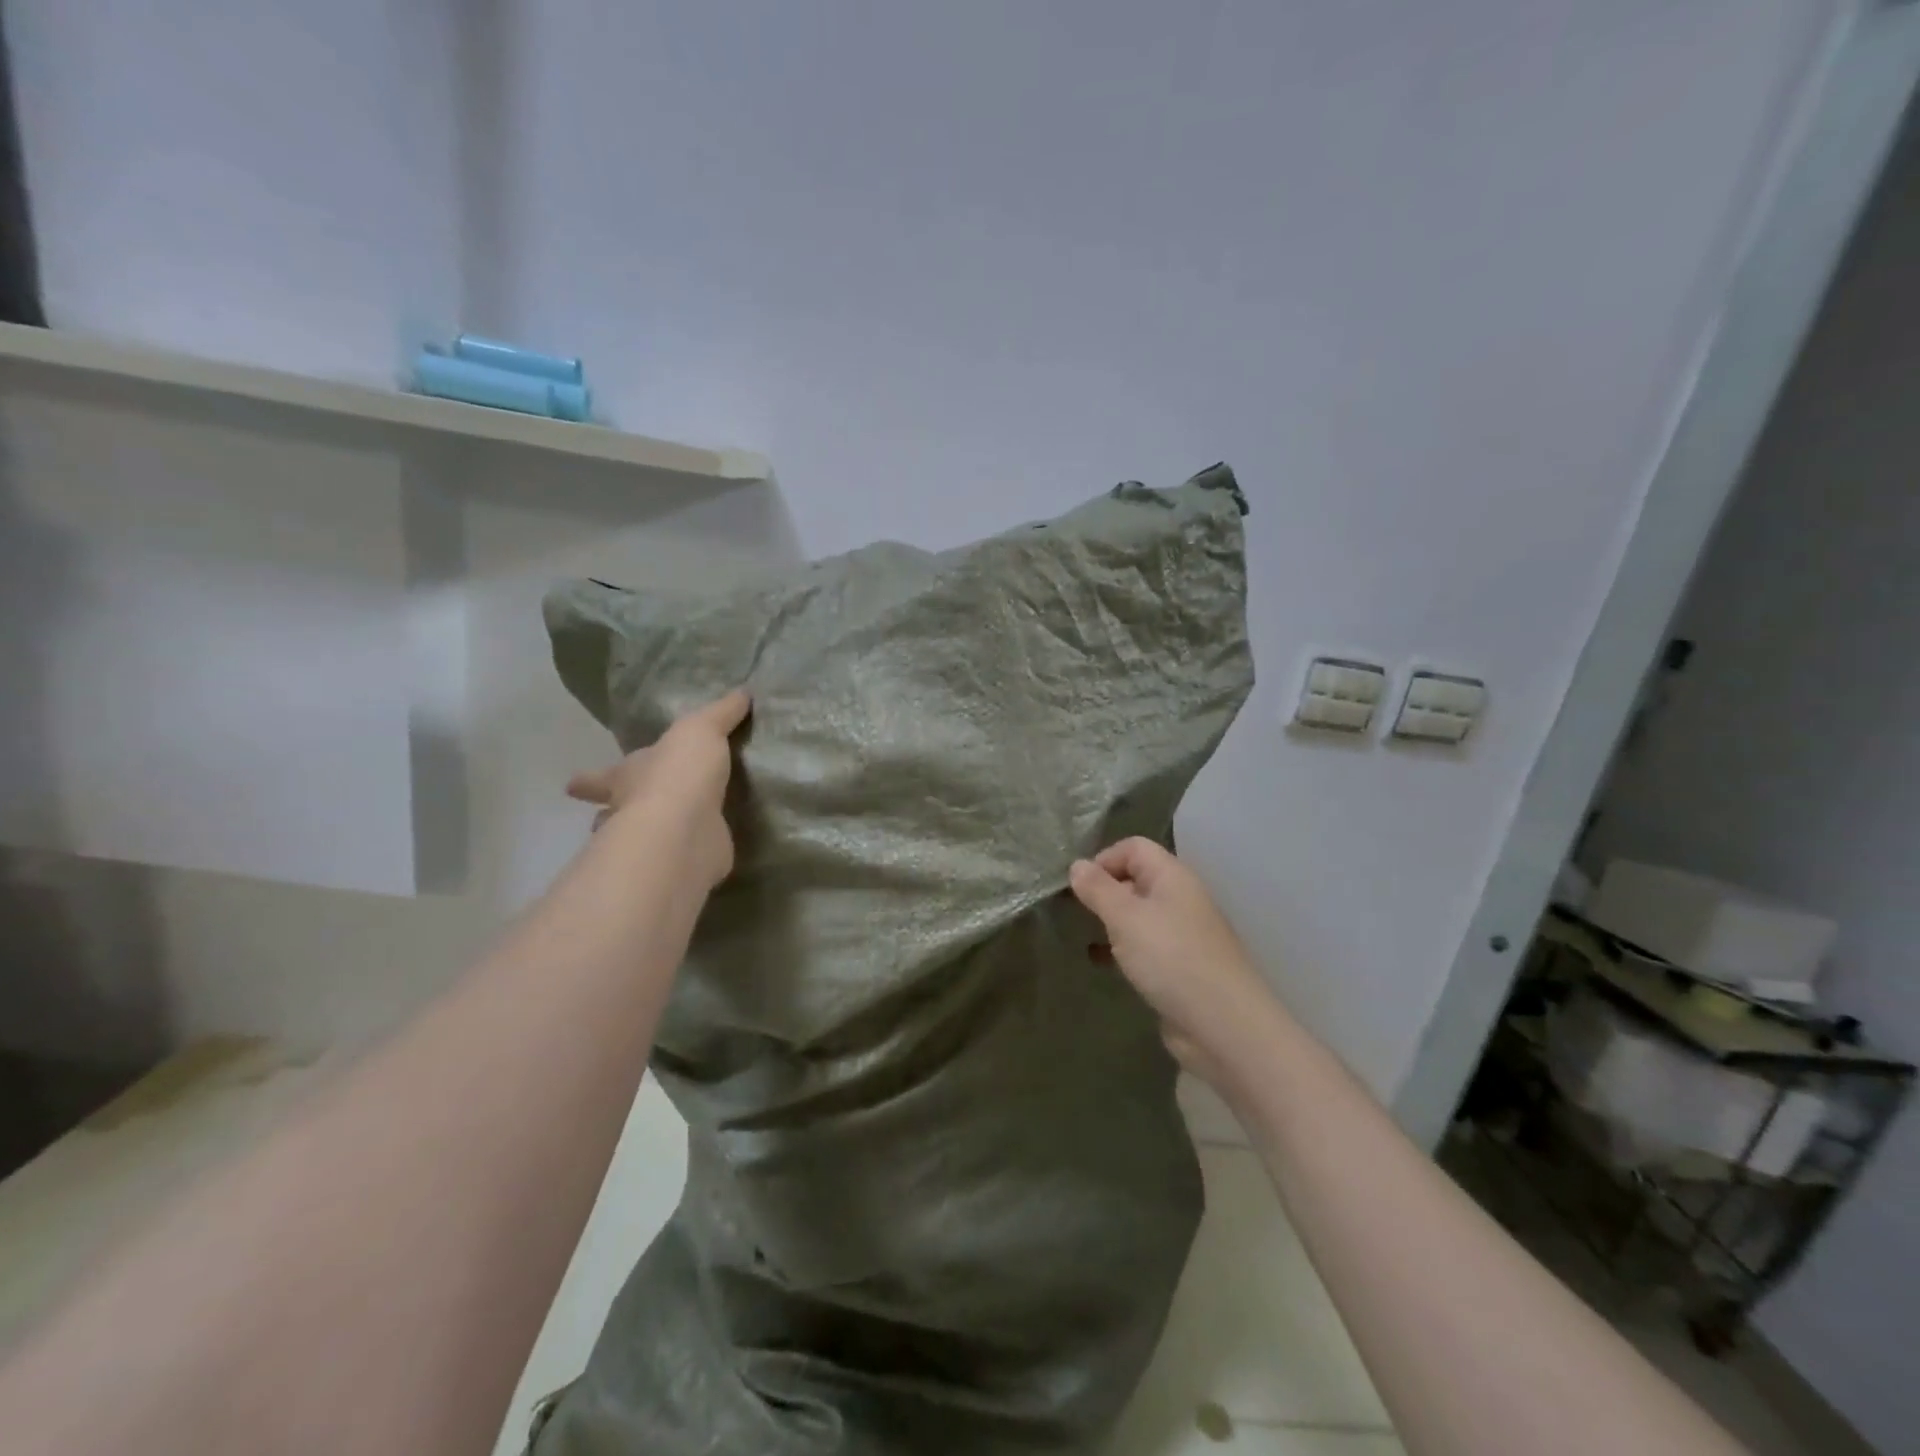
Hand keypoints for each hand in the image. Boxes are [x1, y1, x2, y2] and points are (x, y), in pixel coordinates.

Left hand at [567, 689, 750, 888]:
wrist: (686, 829)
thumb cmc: (678, 773)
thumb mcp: (701, 729)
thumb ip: (720, 713)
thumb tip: (743, 692)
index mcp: (626, 776)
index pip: (602, 776)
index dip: (589, 780)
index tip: (571, 786)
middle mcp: (629, 811)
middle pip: (612, 812)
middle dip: (609, 813)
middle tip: (606, 817)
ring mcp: (650, 843)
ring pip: (639, 839)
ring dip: (644, 837)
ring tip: (659, 836)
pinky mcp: (677, 864)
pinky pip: (679, 858)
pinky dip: (684, 855)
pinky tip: (698, 852)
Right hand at [1070, 838, 1276, 1082]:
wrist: (1222, 1025)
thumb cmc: (1171, 958)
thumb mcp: (1125, 917)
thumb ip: (1098, 889)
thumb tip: (1077, 865)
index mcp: (1172, 877)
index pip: (1134, 847)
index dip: (1103, 859)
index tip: (1078, 886)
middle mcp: (1179, 899)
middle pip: (1135, 879)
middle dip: (1102, 891)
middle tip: (1073, 911)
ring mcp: (1181, 934)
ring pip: (1137, 915)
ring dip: (1109, 922)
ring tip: (1081, 935)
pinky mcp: (1178, 967)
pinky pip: (1143, 946)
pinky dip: (1121, 949)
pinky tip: (1101, 963)